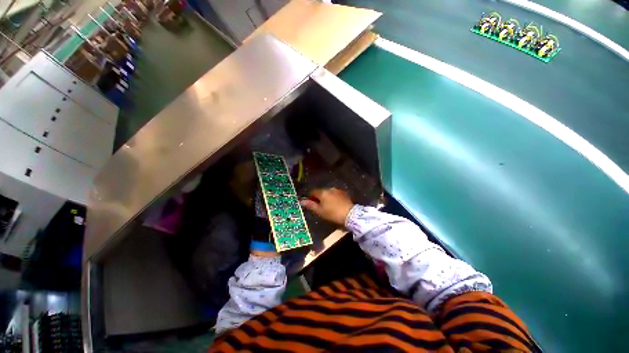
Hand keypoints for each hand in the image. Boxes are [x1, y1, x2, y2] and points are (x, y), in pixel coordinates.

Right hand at [300, 188, 353, 226]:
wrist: (350, 214)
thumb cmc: (332, 213)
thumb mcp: (320, 211)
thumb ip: (310, 205)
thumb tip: (301, 201)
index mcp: (322, 192)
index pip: (313, 192)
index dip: (311, 198)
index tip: (312, 204)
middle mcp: (329, 189)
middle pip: (321, 192)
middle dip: (319, 197)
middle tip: (321, 207)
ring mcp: (337, 190)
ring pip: (329, 192)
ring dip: (327, 197)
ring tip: (329, 206)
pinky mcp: (344, 193)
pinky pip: (336, 194)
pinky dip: (334, 197)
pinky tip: (336, 204)